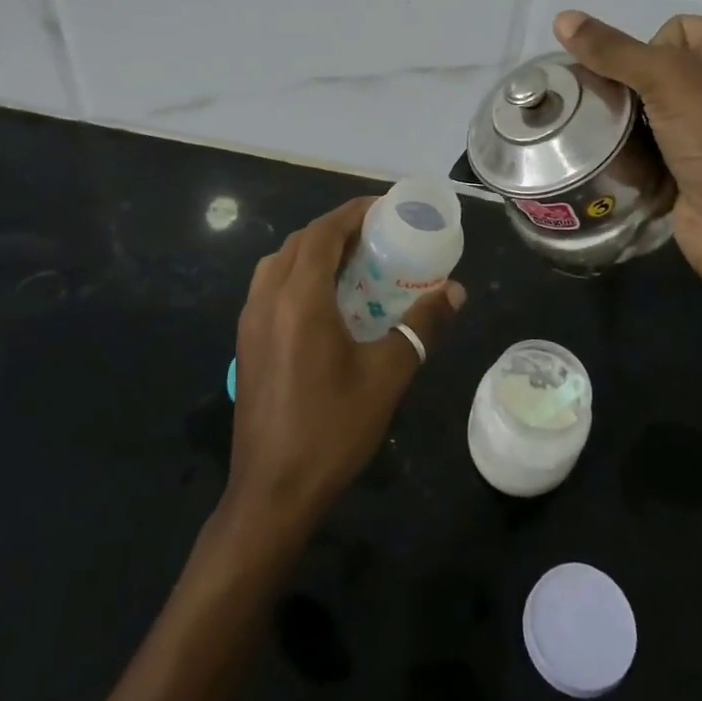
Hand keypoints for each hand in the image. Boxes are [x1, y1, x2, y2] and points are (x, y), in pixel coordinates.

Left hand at [224, 198, 464, 544]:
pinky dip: (298, 275)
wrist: (272, 493)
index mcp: (299, 298)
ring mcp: (250, 321)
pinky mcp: (246, 343)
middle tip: (376, 235)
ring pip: (280, 263)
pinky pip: (270, 287)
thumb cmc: (332, 429)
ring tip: (353, 262)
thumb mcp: (387, 375)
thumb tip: (455, 291)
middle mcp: (267, 299)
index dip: (353, 212)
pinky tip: (326, 301)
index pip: (323, 233)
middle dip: (337, 229)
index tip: (385, 208)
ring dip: (314, 250)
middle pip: (300, 242)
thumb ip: (422, 326)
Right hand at [554, 10, 701, 297]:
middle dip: (631, 93)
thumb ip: (612, 50)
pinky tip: (631, 169)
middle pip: (660, 73)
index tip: (644, 82)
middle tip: (615, 113)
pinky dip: (640, 157)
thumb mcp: (668, 79)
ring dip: (629, 128)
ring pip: (653, 114)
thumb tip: (562, 18)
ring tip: (614, 142)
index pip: (678, 29)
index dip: (649, 50)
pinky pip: (658, 149)